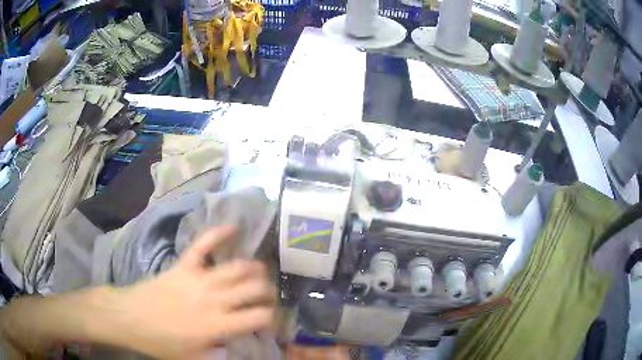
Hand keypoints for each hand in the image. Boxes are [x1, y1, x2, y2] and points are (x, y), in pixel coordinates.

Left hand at [116, 225, 275, 358]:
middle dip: (268, 292)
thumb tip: (239, 347)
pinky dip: (219, 234)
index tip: (269, 320)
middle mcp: (213, 300)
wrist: (130, 317)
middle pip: (253, 289)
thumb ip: (219, 355)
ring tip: (260, 272)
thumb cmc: (161, 342)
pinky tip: (234, 227)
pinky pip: (203, 244)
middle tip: (267, 297)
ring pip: (236, 268)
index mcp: (217, 326)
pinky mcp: (184, 265)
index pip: (258, 317)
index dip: (271, 318)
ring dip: (254, 269)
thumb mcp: (193, 358)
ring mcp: (198, 279)